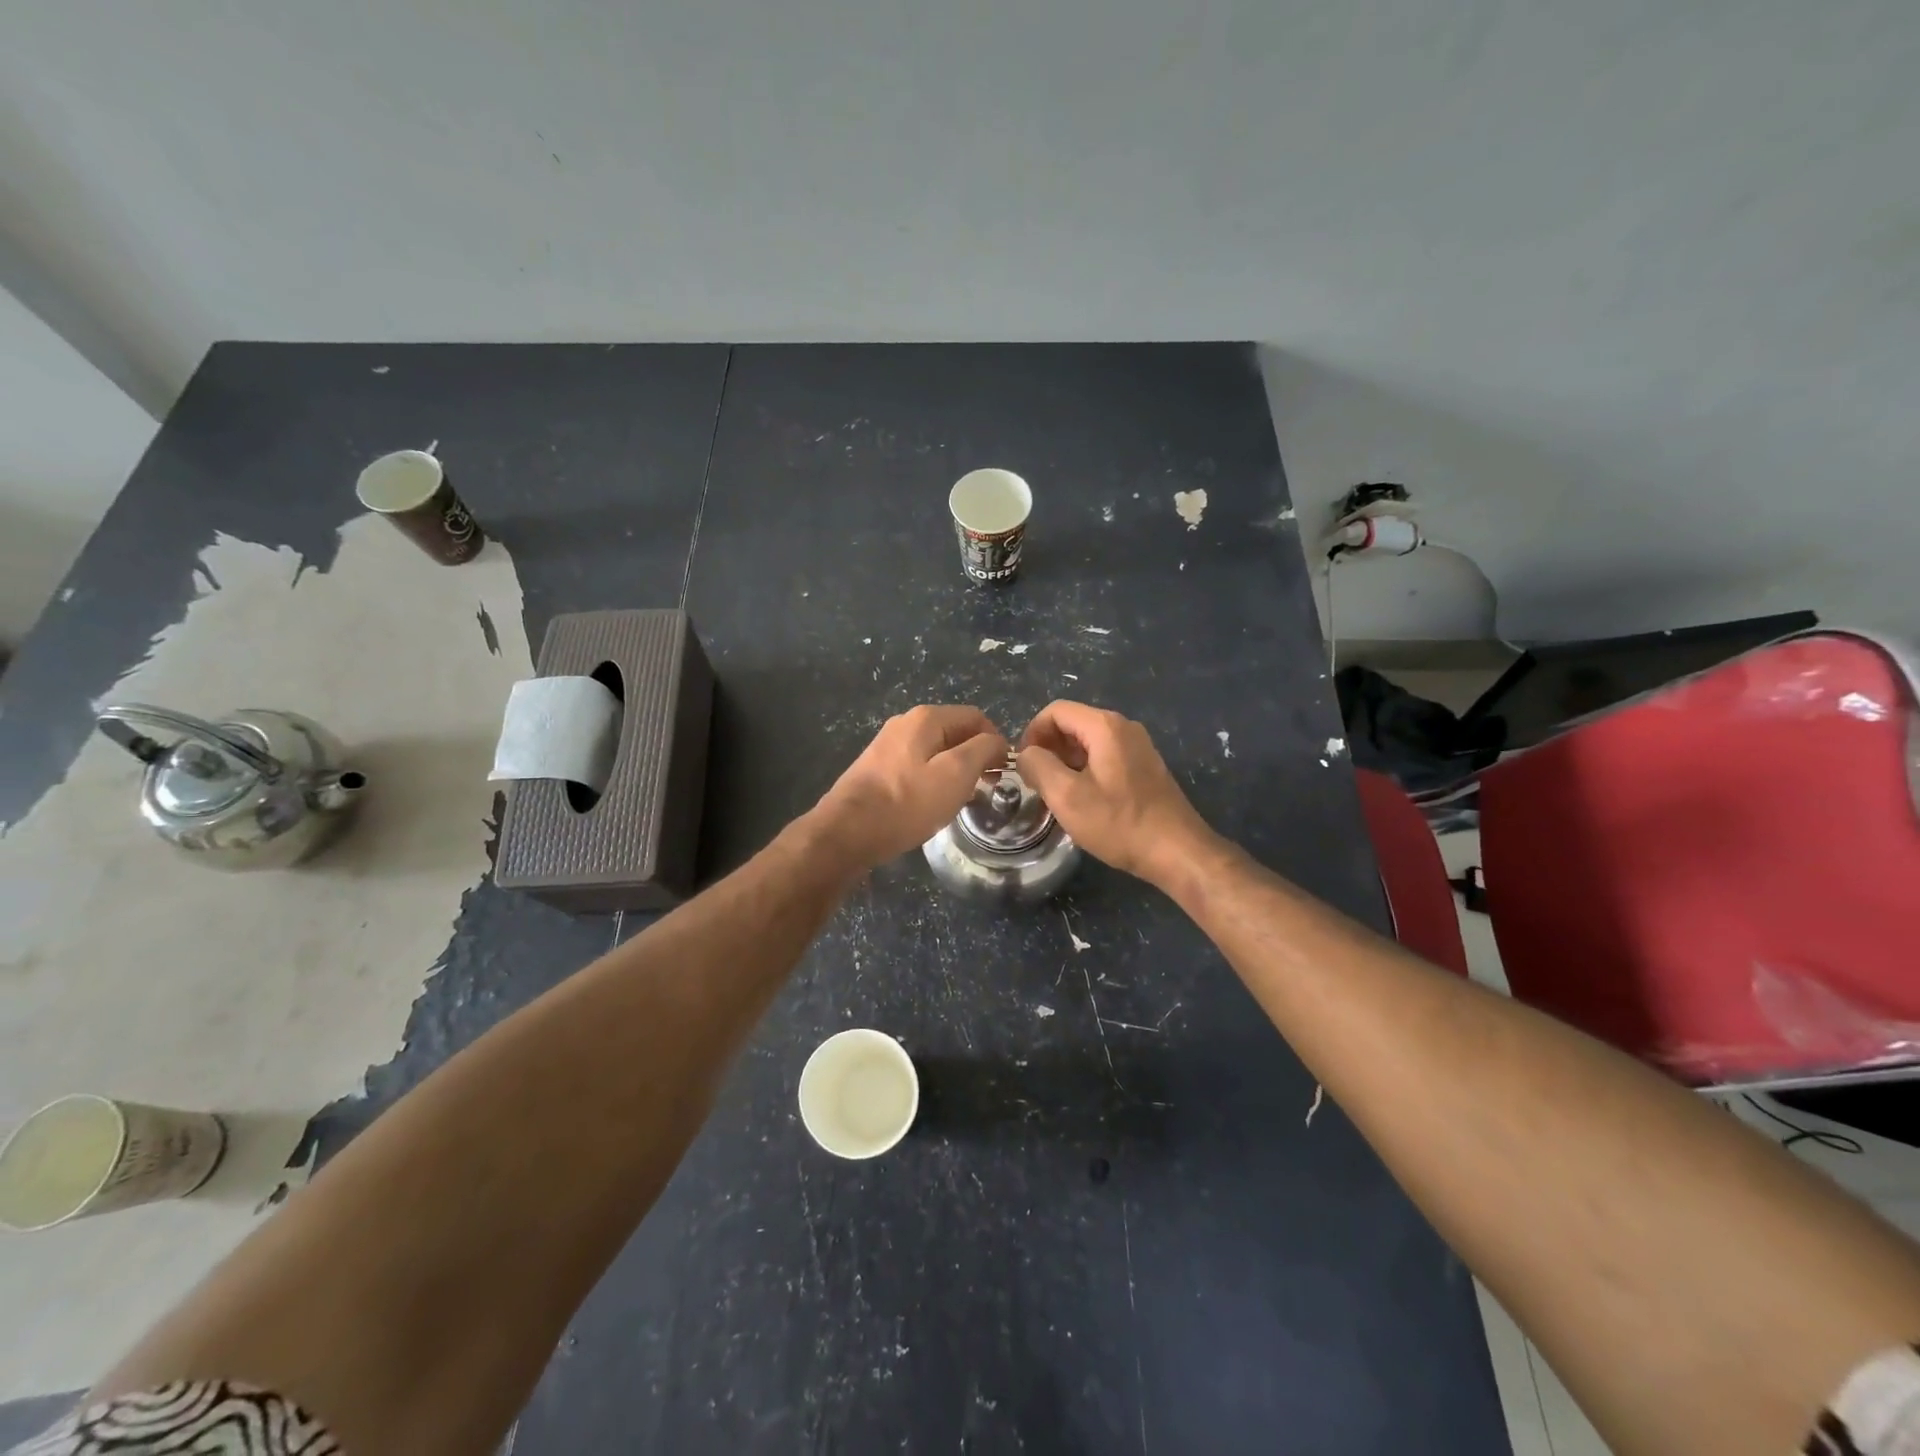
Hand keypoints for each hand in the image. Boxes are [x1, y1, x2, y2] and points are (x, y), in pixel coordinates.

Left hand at [814, 705, 1010, 871]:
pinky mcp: (876, 769)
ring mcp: (887, 745)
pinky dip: (932, 780)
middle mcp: (905, 723)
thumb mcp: (957, 774)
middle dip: (975, 756)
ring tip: (962, 799)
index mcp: (926, 718)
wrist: (847, 831)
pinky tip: (932, 804)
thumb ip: (984, 749)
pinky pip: (916, 766)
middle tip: (986, 787)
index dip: (996, 741)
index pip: (975, 717)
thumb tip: (997, 741)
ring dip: (954, 770)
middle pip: (954, 732)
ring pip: (935, 750)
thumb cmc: (908, 802)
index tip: (1003, 772)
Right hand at [1016, 700, 1213, 883]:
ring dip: (1065, 761)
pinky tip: (1082, 799)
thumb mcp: (1067, 796)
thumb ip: (1038, 766)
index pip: (1055, 711)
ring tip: (1055, 793)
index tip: (1022, 765)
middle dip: (1048, 747)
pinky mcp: (1144, 766)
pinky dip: (1085, 769)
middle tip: (1035, 781)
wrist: (1177, 852)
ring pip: (1088, 741)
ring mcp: (1138, 746)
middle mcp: (1124, 727)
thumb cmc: (1119, 823)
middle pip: (1072, 723)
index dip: (1032, 733)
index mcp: (1105, 726)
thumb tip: (1026, 755)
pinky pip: (1105, 756)